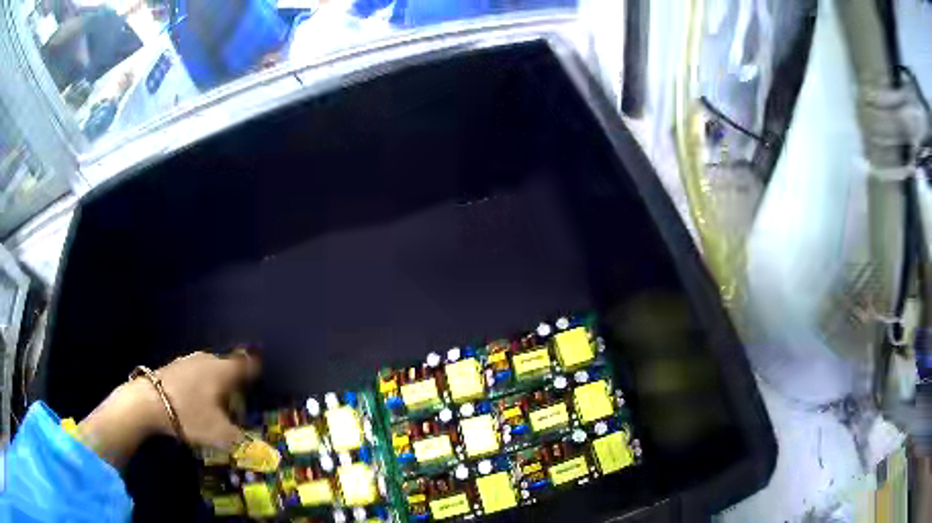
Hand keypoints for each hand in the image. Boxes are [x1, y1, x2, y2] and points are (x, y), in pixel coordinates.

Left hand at [150, 351, 259, 448]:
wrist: (148, 402)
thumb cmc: (190, 415)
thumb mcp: (221, 434)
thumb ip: (242, 438)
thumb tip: (258, 445)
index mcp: (225, 371)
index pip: (249, 365)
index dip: (257, 373)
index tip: (260, 385)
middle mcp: (210, 359)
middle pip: (229, 369)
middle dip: (235, 386)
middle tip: (236, 408)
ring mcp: (189, 360)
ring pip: (211, 371)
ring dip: (216, 386)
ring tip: (214, 408)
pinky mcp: (174, 366)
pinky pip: (196, 374)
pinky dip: (200, 386)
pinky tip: (194, 403)